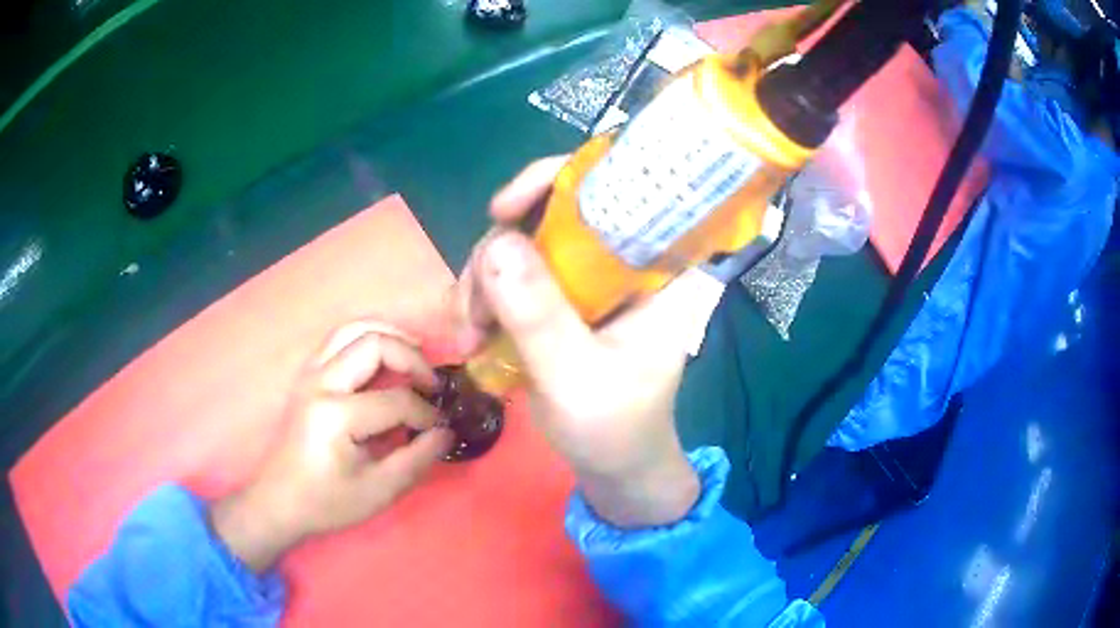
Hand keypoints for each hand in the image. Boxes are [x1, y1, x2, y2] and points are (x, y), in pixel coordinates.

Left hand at [211, 322, 452, 571]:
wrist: (279, 499)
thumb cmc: (328, 501)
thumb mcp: (379, 491)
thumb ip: (417, 458)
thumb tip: (445, 432)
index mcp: (337, 416)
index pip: (396, 400)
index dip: (426, 414)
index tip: (440, 428)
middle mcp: (321, 383)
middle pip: (374, 344)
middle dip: (412, 358)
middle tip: (431, 384)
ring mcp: (310, 373)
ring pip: (353, 328)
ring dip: (389, 336)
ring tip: (415, 356)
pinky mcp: (307, 374)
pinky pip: (339, 338)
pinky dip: (367, 338)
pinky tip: (384, 358)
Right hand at [453, 158, 699, 527]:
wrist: (613, 466)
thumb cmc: (615, 429)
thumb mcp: (577, 379)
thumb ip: (540, 315)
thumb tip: (496, 243)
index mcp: (661, 267)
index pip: (620, 187)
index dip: (558, 179)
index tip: (504, 210)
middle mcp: (628, 259)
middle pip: (554, 210)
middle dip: (501, 247)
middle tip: (474, 306)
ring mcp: (592, 276)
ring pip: (524, 240)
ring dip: (483, 277)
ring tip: (469, 332)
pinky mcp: (564, 296)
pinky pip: (513, 270)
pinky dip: (483, 292)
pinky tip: (472, 330)